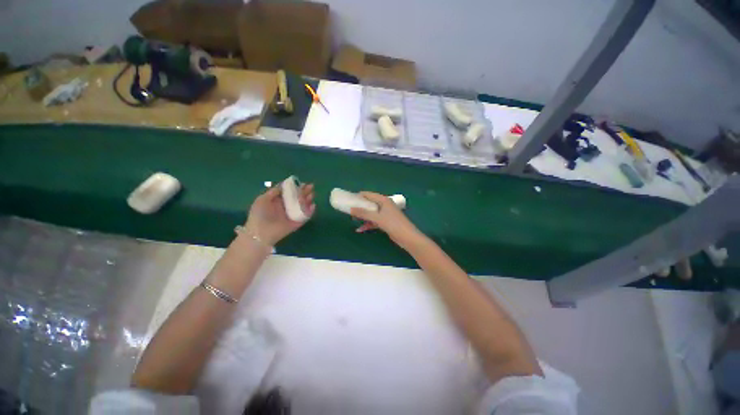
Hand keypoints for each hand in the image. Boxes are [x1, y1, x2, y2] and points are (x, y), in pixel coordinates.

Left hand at [244, 183, 314, 245]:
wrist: (261, 233)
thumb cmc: (259, 215)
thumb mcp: (262, 200)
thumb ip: (273, 192)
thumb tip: (283, 185)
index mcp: (278, 201)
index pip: (290, 192)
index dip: (296, 187)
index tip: (302, 183)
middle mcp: (286, 207)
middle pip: (298, 198)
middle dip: (304, 192)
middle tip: (311, 186)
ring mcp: (292, 215)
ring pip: (303, 206)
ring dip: (308, 200)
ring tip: (312, 195)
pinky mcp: (297, 222)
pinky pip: (306, 216)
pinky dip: (310, 211)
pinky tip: (313, 205)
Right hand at [350, 192, 423, 248]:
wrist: (407, 237)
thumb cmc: (393, 224)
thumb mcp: (377, 218)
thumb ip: (364, 213)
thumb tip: (351, 209)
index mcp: (383, 200)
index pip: (369, 194)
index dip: (359, 196)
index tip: (349, 199)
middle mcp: (384, 205)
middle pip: (370, 203)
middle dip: (360, 207)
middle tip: (349, 210)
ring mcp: (385, 214)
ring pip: (371, 213)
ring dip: (363, 216)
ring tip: (353, 219)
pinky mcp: (386, 222)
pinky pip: (374, 221)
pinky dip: (368, 224)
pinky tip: (360, 229)